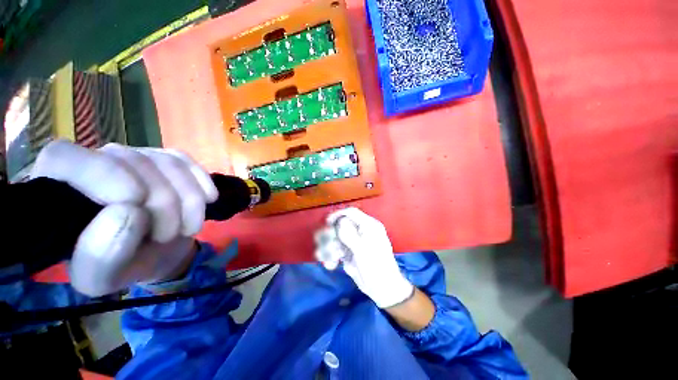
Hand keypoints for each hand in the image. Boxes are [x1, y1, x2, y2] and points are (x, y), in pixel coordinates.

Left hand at [31, 140, 217, 295]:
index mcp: (59, 192)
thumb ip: (101, 256)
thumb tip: (128, 212)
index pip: (65, 158)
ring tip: (188, 227)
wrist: (157, 251)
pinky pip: (187, 161)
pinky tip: (208, 199)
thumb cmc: (122, 265)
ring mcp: (134, 157)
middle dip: (162, 202)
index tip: (136, 203)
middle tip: (169, 234)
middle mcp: (93, 163)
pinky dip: (202, 182)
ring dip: (189, 199)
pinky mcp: (165, 159)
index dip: (102, 174)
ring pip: (166, 162)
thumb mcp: (104, 278)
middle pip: (131, 162)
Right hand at [314, 207, 413, 308]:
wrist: (382, 289)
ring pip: (334, 237)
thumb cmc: (377, 267)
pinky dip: (329, 256)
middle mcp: (359, 231)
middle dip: (331, 235)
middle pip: (339, 225)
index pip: (351, 213)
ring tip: (330, 259)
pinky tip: (331, 265)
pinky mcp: (347, 253)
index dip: (338, 215)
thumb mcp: (363, 250)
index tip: (328, 222)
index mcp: (368, 226)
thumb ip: (350, 234)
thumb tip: (339, 221)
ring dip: (328, 247)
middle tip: (329, 246)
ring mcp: (353, 242)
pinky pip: (334, 249)